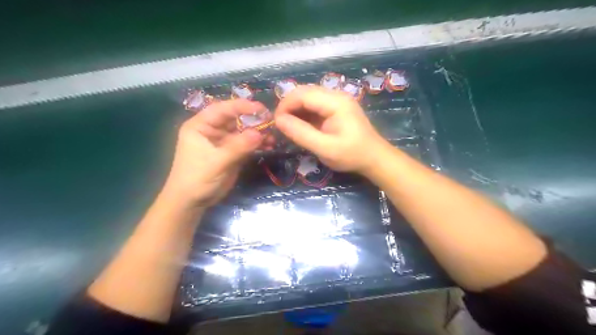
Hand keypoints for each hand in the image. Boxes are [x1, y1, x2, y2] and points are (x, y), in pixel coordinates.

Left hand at [164, 101, 273, 208]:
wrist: (192, 202)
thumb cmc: (197, 179)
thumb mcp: (217, 162)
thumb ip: (238, 147)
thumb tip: (260, 134)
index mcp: (200, 126)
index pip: (222, 109)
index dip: (241, 106)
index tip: (261, 108)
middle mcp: (212, 130)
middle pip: (235, 119)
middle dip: (253, 120)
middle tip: (271, 122)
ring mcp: (223, 141)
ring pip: (243, 132)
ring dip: (258, 133)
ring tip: (273, 137)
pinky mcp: (231, 152)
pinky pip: (247, 144)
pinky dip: (257, 144)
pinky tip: (269, 146)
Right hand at [275, 87, 386, 174]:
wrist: (374, 158)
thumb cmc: (351, 155)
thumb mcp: (324, 148)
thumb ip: (301, 133)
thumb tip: (278, 120)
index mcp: (335, 102)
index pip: (303, 94)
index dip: (285, 105)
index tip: (276, 122)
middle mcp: (336, 95)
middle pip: (305, 92)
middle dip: (289, 106)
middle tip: (280, 125)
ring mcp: (337, 100)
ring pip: (308, 97)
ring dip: (296, 110)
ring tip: (289, 127)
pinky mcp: (337, 108)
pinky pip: (315, 105)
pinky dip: (304, 113)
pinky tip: (301, 126)